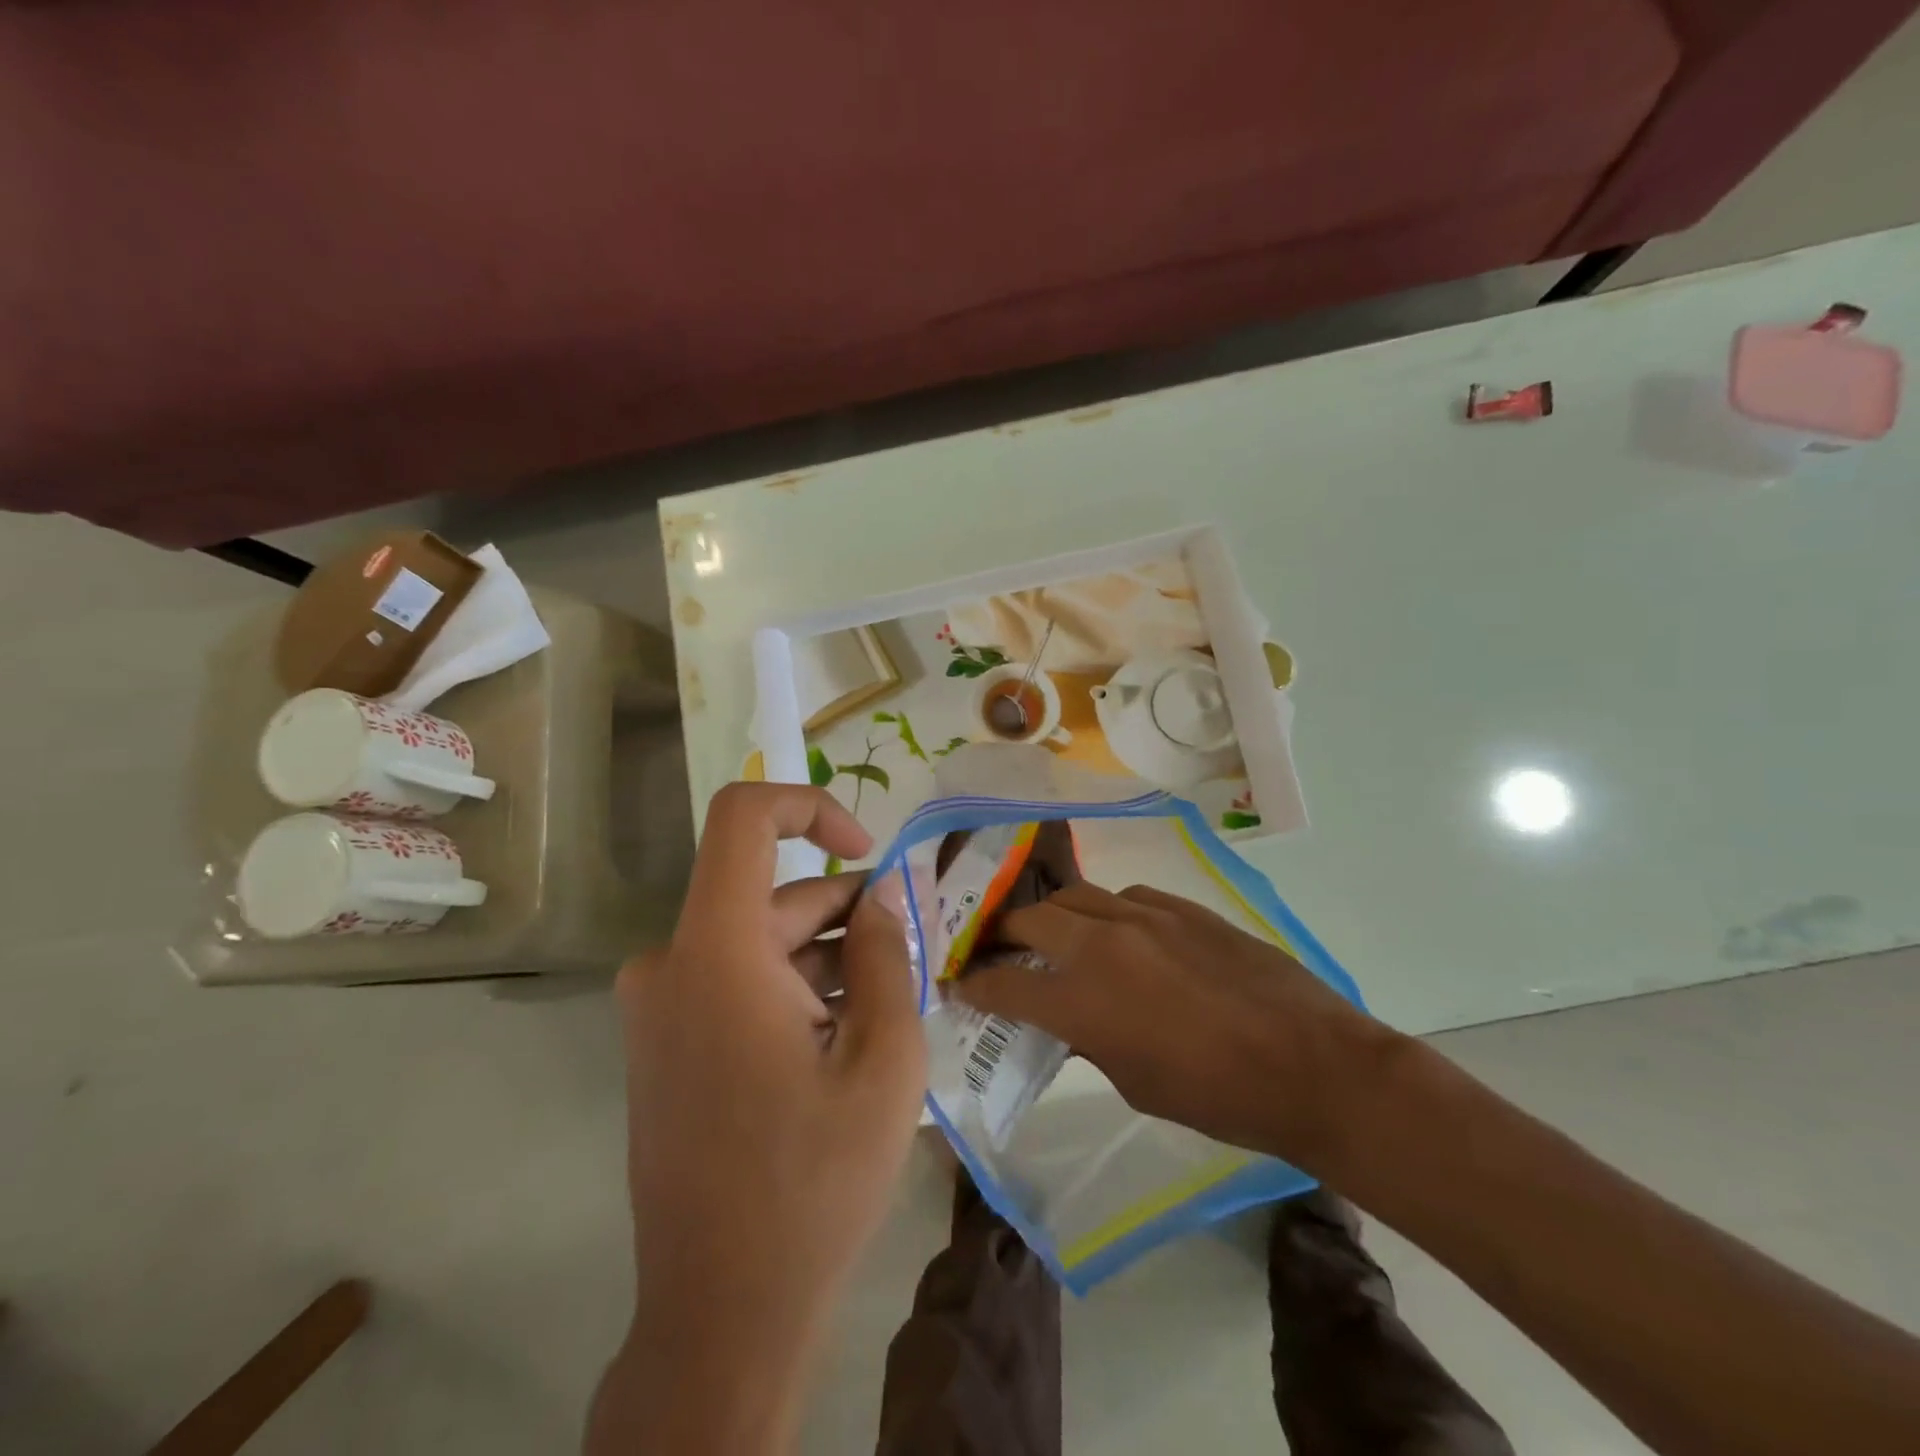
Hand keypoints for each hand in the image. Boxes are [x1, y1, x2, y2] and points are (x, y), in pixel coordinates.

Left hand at [596, 783, 925, 1454]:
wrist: (721, 1316)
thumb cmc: (813, 1181)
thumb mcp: (882, 1057)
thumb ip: (885, 953)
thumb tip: (880, 894)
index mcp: (715, 952)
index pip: (744, 816)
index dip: (810, 805)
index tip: (866, 851)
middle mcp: (670, 963)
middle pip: (771, 894)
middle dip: (845, 914)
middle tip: (909, 957)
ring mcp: (659, 1006)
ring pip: (760, 940)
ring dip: (825, 958)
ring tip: (884, 1009)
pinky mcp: (665, 1041)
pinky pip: (737, 979)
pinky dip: (792, 987)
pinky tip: (841, 1038)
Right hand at [954, 882, 1400, 1170]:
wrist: (1311, 1064)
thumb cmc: (1218, 1098)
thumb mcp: (1136, 1085)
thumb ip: (1089, 1042)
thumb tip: (1066, 1020)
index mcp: (1083, 1000)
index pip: (1003, 983)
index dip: (973, 984)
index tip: (959, 984)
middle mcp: (1102, 944)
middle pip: (1028, 919)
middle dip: (1002, 934)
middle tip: (998, 949)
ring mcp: (1143, 915)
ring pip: (1074, 896)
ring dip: (1053, 916)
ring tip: (1054, 934)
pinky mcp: (1181, 906)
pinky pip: (1125, 897)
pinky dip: (1106, 912)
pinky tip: (1120, 933)